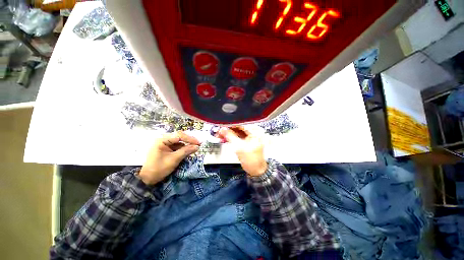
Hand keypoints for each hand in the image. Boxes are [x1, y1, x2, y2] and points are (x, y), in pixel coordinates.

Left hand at [138, 131, 200, 184]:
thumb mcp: (173, 159)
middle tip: (198, 144)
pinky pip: (177, 146)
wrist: (147, 179)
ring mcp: (165, 144)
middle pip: (179, 137)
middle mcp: (163, 140)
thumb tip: (197, 147)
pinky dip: (183, 149)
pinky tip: (188, 151)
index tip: (198, 143)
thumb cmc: (158, 168)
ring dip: (187, 145)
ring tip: (195, 148)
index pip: (179, 136)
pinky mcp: (167, 149)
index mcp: (162, 140)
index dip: (190, 139)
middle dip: (189, 141)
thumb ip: (186, 151)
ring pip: (179, 142)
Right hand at [218, 126, 267, 176]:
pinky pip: (237, 136)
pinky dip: (231, 137)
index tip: (222, 125)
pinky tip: (224, 138)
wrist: (255, 170)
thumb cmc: (252, 160)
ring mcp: (250, 137)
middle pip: (238, 127)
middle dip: (228, 129)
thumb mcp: (239, 147)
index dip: (230, 124)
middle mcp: (253, 132)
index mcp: (255, 132)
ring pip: (237, 132)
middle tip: (219, 130)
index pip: (241, 123)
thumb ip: (230, 136)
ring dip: (228, 133)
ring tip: (220, 134)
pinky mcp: (246, 141)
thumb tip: (223, 129)